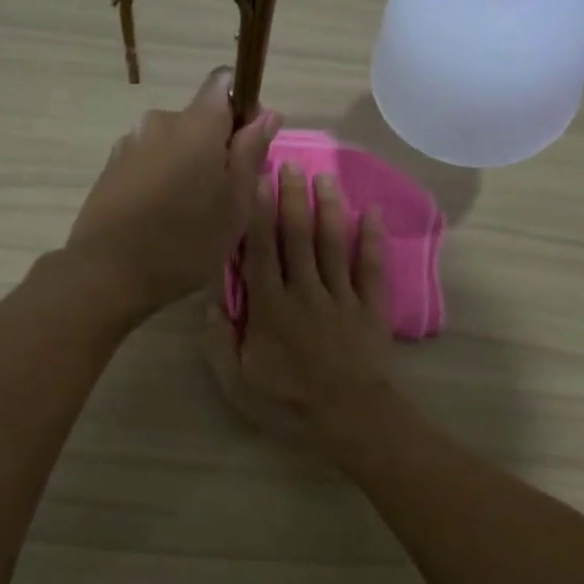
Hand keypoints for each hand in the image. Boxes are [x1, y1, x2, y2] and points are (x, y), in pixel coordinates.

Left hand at [65, 67, 280, 316]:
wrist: (108, 272)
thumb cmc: (186, 240)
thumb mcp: (236, 203)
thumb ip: (251, 153)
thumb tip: (268, 113)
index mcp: (197, 123)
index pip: (224, 83)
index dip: (242, 108)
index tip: (248, 146)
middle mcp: (160, 121)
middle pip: (198, 119)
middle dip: (216, 146)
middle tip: (225, 196)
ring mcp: (130, 143)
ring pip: (173, 143)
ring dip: (187, 165)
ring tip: (190, 213)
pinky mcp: (111, 167)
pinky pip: (149, 161)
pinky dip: (161, 179)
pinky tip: (161, 217)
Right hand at [203, 165, 394, 441]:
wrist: (349, 419)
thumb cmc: (289, 403)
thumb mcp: (237, 383)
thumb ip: (219, 342)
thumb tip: (211, 303)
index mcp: (270, 307)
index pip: (261, 250)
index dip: (257, 214)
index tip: (255, 180)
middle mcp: (304, 291)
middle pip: (298, 237)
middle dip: (292, 198)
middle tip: (289, 164)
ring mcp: (341, 296)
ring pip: (333, 244)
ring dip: (328, 208)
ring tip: (324, 177)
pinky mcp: (370, 308)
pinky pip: (371, 268)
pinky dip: (372, 239)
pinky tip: (371, 212)